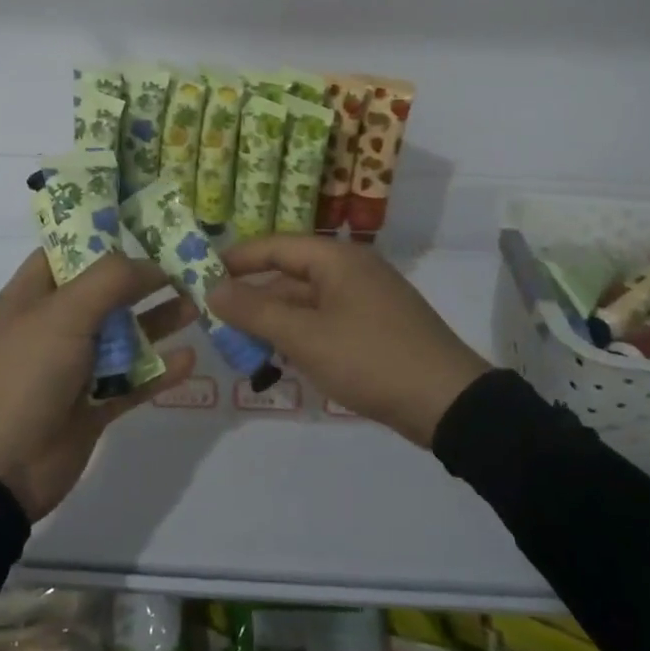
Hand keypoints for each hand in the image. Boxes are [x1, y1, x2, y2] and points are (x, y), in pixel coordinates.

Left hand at [0, 251, 195, 520]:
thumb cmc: (23, 375)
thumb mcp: (62, 314)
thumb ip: (109, 281)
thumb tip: (152, 264)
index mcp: (34, 295)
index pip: (70, 251)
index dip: (106, 235)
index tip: (150, 225)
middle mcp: (55, 325)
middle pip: (107, 292)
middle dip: (145, 279)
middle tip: (190, 266)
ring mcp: (75, 367)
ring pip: (125, 335)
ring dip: (159, 321)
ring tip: (198, 306)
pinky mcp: (93, 404)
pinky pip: (134, 381)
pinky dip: (160, 371)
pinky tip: (190, 360)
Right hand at [209, 236, 487, 446]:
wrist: (449, 404)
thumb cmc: (371, 359)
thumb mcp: (305, 336)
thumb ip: (256, 310)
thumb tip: (211, 288)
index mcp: (336, 259)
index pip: (274, 246)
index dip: (235, 260)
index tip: (200, 276)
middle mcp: (351, 270)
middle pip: (289, 274)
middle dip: (253, 297)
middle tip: (216, 321)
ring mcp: (366, 299)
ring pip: (306, 302)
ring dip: (275, 321)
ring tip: (242, 347)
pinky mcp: (376, 327)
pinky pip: (325, 321)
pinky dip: (301, 335)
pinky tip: (282, 360)